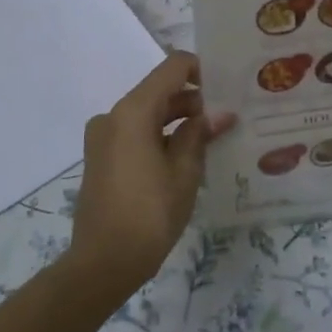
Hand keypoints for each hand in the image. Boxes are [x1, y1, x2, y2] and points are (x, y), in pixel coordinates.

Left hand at [68, 52, 234, 296]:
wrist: (103, 263)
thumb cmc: (149, 214)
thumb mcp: (184, 172)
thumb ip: (200, 134)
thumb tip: (219, 114)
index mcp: (133, 111)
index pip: (172, 68)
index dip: (201, 70)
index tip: (227, 87)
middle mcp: (113, 115)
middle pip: (159, 91)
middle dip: (194, 100)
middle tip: (229, 116)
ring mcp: (103, 137)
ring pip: (147, 114)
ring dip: (178, 120)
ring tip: (213, 137)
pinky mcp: (101, 157)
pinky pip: (135, 133)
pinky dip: (160, 136)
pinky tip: (187, 155)